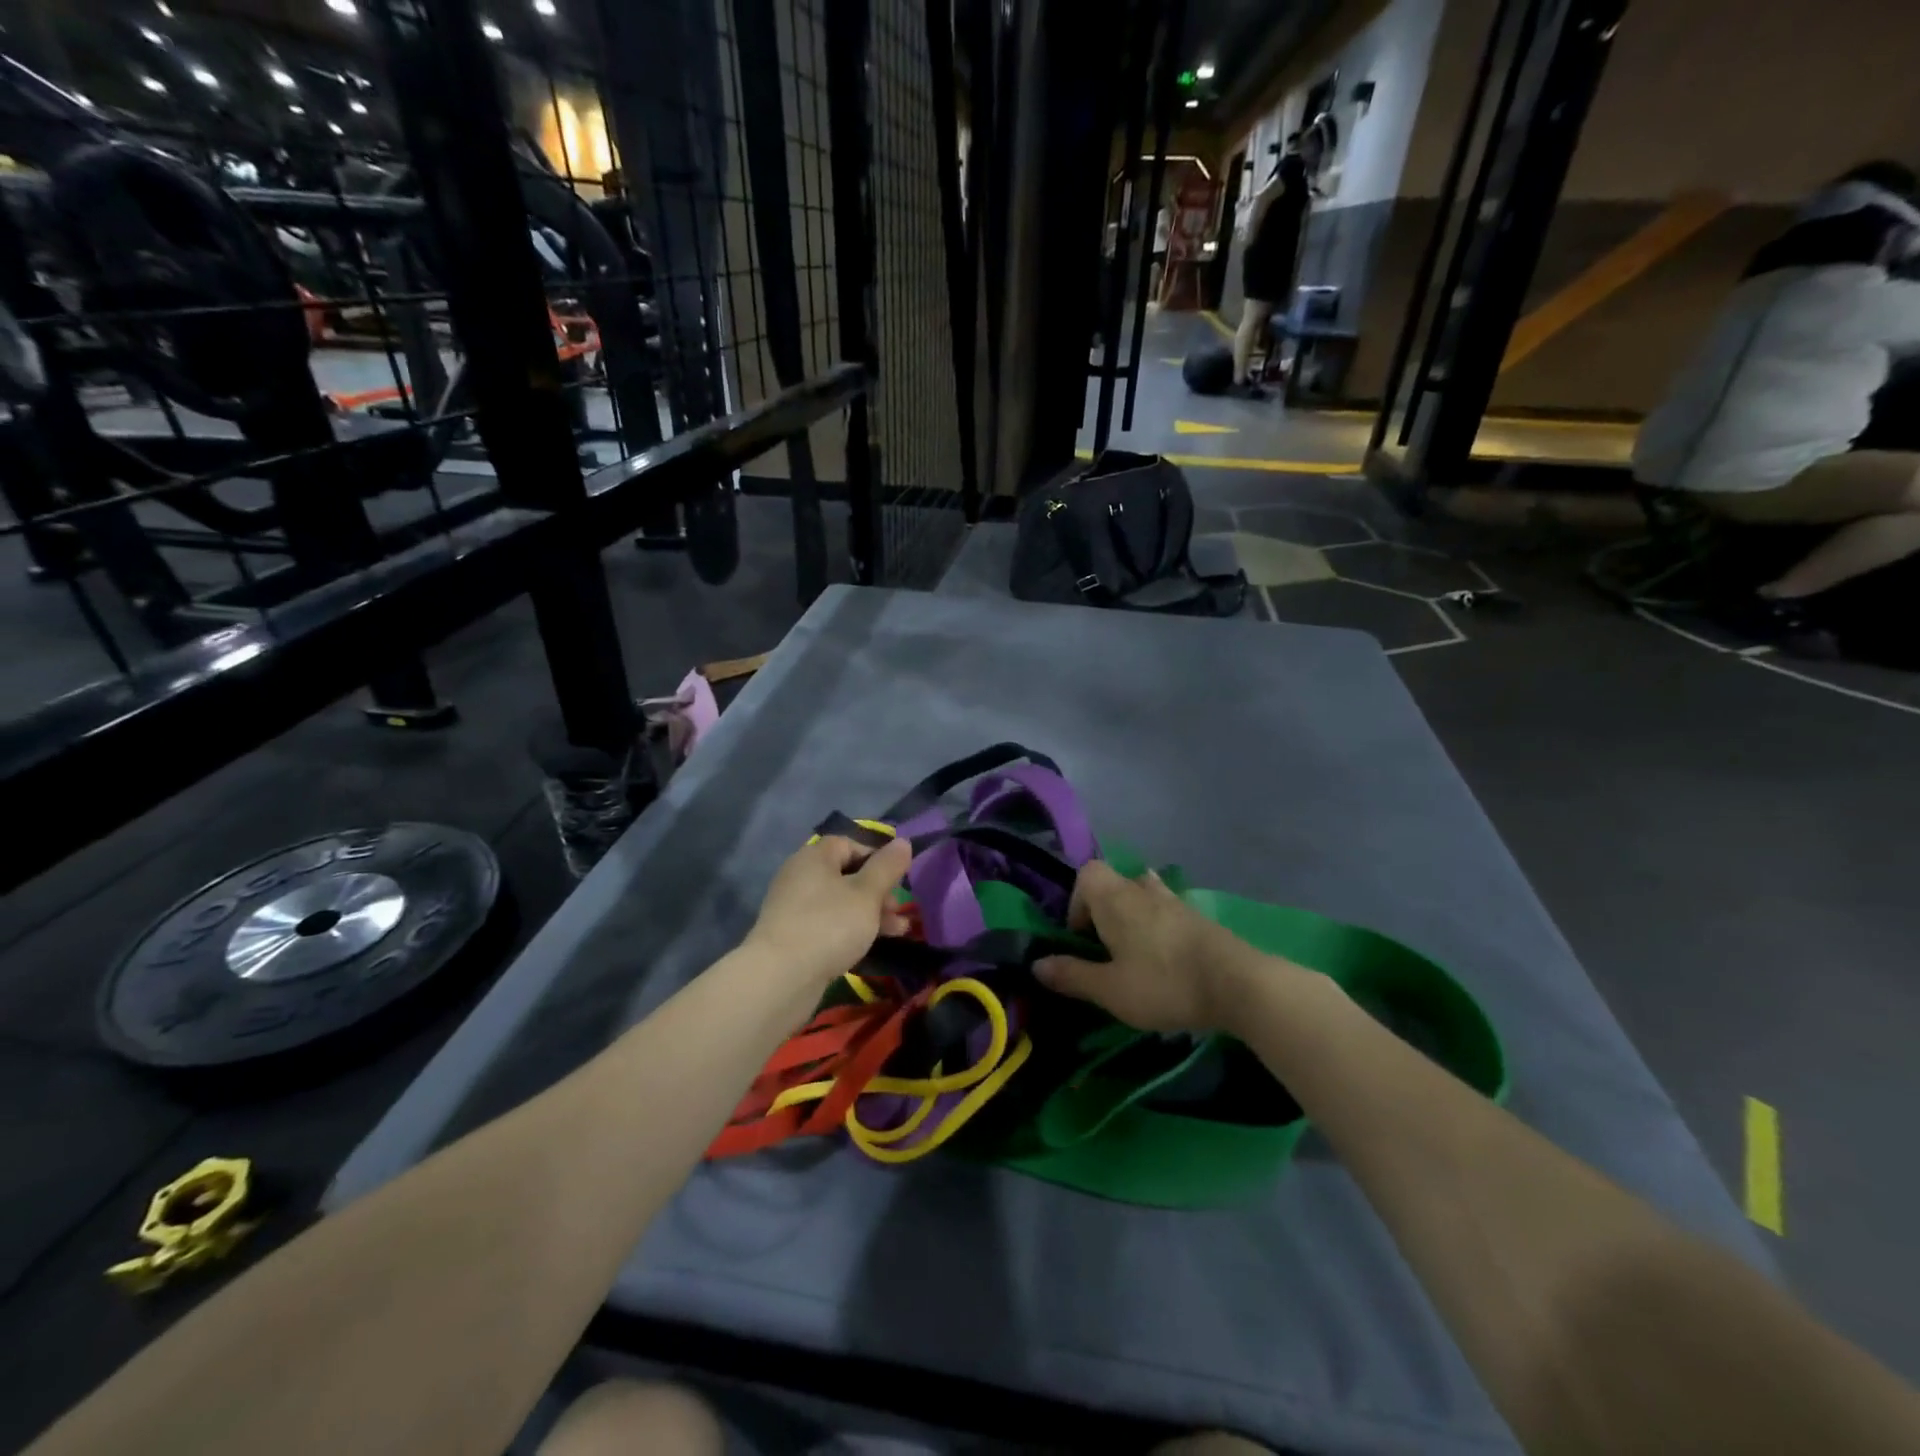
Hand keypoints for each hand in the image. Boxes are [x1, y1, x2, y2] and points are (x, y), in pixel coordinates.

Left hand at [744, 835, 913, 987]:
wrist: (780, 978)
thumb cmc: (829, 925)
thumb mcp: (867, 894)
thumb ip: (887, 867)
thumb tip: (903, 842)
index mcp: (814, 857)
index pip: (849, 844)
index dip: (877, 858)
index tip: (897, 879)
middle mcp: (800, 876)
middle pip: (846, 875)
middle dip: (878, 891)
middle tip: (899, 911)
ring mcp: (794, 907)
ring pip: (840, 902)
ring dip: (870, 913)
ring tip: (898, 932)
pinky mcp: (792, 936)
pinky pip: (828, 924)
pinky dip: (850, 930)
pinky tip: (869, 946)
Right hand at [1035, 862, 1260, 1032]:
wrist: (1237, 984)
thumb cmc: (1163, 983)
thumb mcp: (1109, 989)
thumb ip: (1072, 974)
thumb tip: (1037, 964)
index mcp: (1115, 898)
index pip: (1086, 874)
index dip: (1076, 902)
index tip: (1081, 937)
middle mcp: (1142, 890)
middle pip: (1114, 883)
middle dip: (1104, 911)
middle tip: (1106, 949)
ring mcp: (1175, 901)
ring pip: (1143, 894)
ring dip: (1133, 915)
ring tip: (1134, 950)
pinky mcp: (1199, 918)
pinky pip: (1167, 910)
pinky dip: (1159, 926)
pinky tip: (1165, 957)